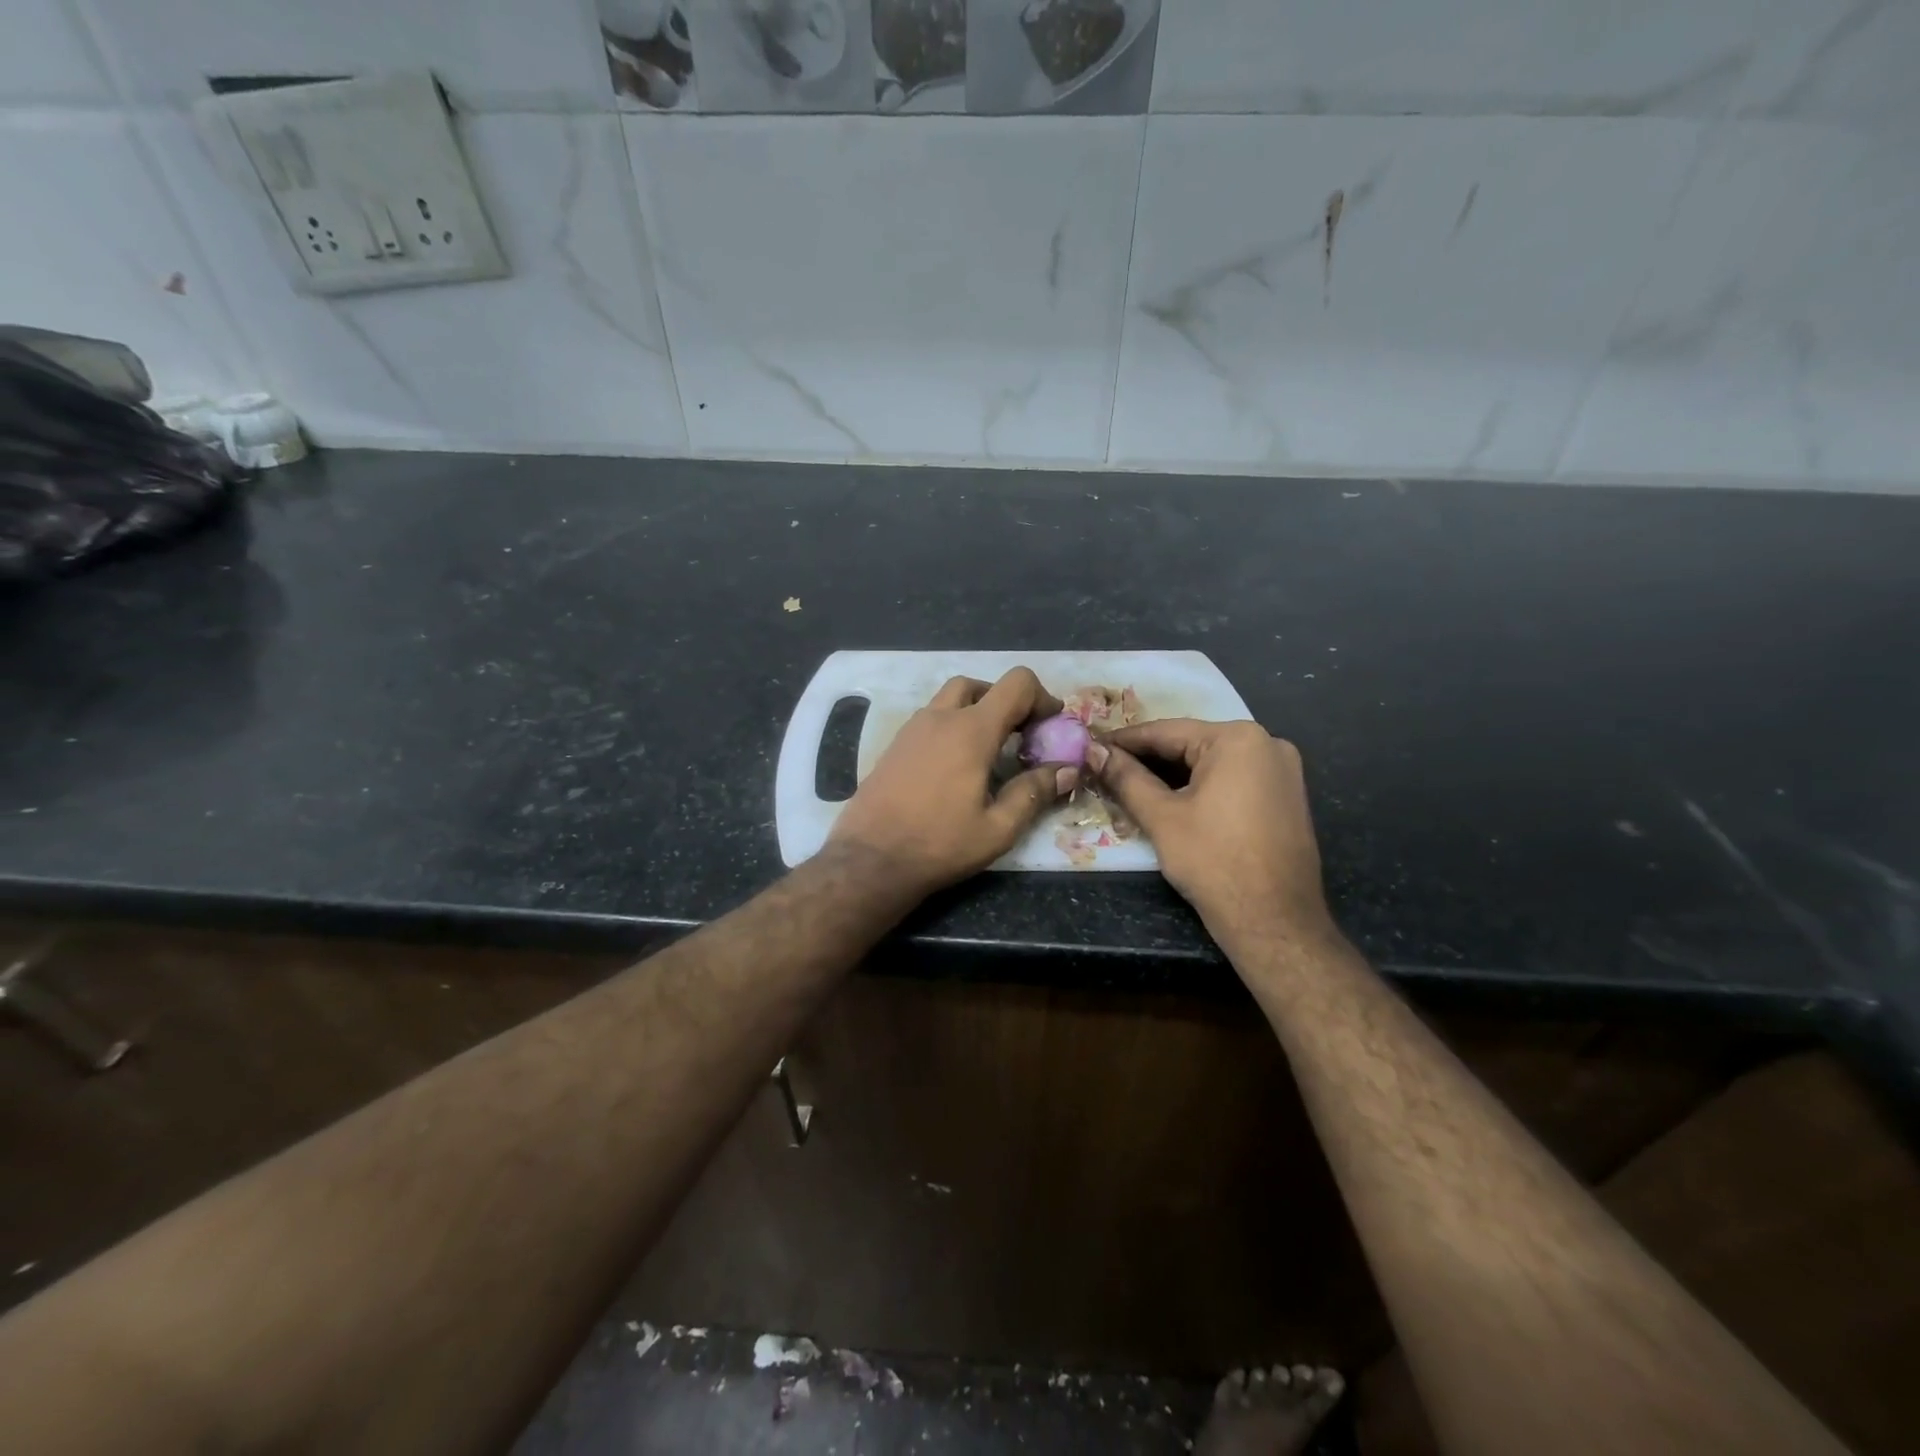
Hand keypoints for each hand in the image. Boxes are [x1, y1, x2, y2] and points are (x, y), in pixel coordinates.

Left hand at [829, 668, 1078, 895]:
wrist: (869, 860)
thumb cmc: (938, 844)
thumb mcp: (998, 829)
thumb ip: (1034, 793)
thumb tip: (1067, 769)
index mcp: (971, 730)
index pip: (1016, 683)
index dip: (1041, 697)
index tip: (1050, 726)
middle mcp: (939, 718)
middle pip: (980, 685)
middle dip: (1006, 702)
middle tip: (1019, 737)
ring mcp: (911, 729)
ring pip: (950, 699)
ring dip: (976, 711)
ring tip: (990, 752)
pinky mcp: (894, 745)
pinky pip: (930, 719)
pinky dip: (951, 726)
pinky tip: (956, 766)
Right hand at [1088, 719, 1333, 941]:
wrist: (1274, 922)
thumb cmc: (1214, 862)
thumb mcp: (1161, 817)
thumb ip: (1126, 778)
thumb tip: (1094, 753)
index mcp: (1238, 739)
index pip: (1167, 731)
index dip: (1124, 741)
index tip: (1092, 747)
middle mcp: (1267, 744)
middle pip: (1191, 745)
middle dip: (1148, 758)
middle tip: (1106, 768)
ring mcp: (1282, 771)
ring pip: (1211, 763)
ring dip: (1172, 774)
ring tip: (1130, 784)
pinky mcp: (1286, 797)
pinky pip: (1233, 780)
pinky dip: (1200, 787)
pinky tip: (1170, 800)